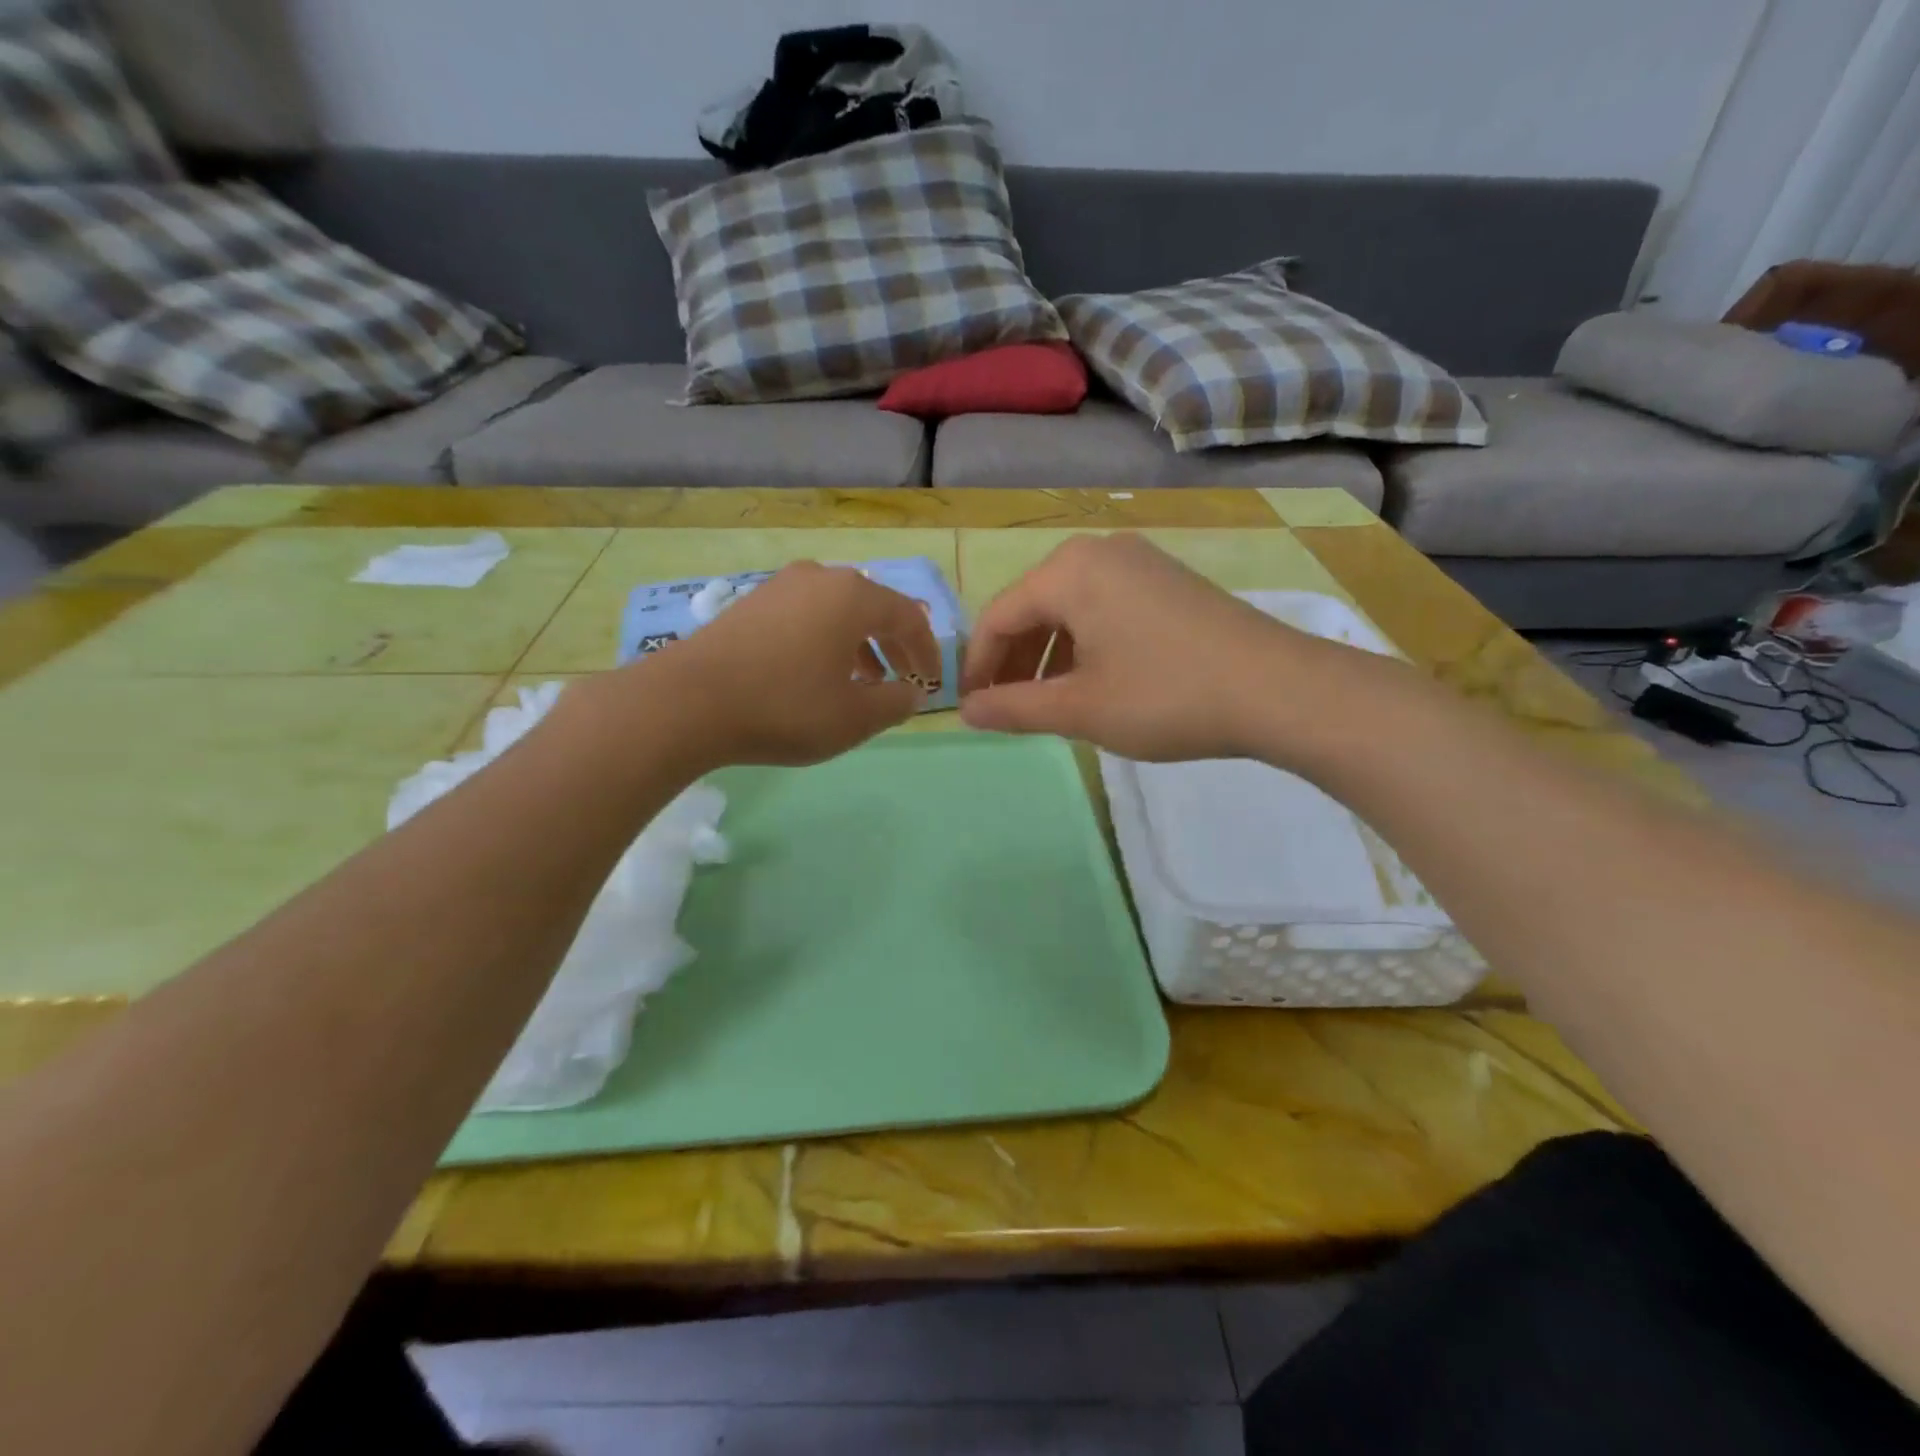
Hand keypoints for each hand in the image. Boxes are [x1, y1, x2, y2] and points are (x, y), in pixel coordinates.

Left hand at [648, 562, 941, 766]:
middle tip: (904, 680)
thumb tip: (911, 693)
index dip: (927, 652)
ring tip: (864, 682)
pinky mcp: (751, 603)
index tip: (932, 684)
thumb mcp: (854, 718)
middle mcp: (820, 578)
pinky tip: (817, 673)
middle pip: (874, 608)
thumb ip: (895, 704)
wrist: (687, 702)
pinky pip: (806, 616)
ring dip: (860, 645)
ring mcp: (780, 586)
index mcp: (854, 596)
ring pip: (837, 611)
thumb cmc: (785, 707)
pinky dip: (826, 641)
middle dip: (894, 646)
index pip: (909, 617)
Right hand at [960, 533, 1326, 761]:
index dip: (978, 667)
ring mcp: (1139, 561)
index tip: (972, 709)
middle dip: (1015, 662)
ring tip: (1049, 703)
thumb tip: (967, 712)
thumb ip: (1014, 708)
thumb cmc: (1165, 696)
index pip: (998, 618)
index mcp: (1068, 571)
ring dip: (1049, 656)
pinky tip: (1095, 681)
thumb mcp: (1080, 709)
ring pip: (1070, 609)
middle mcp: (1098, 551)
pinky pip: (1104, 607)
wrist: (1278, 689)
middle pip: (1033, 608)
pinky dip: (1085, 644)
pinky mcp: (1167, 580)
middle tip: (1008, 710)